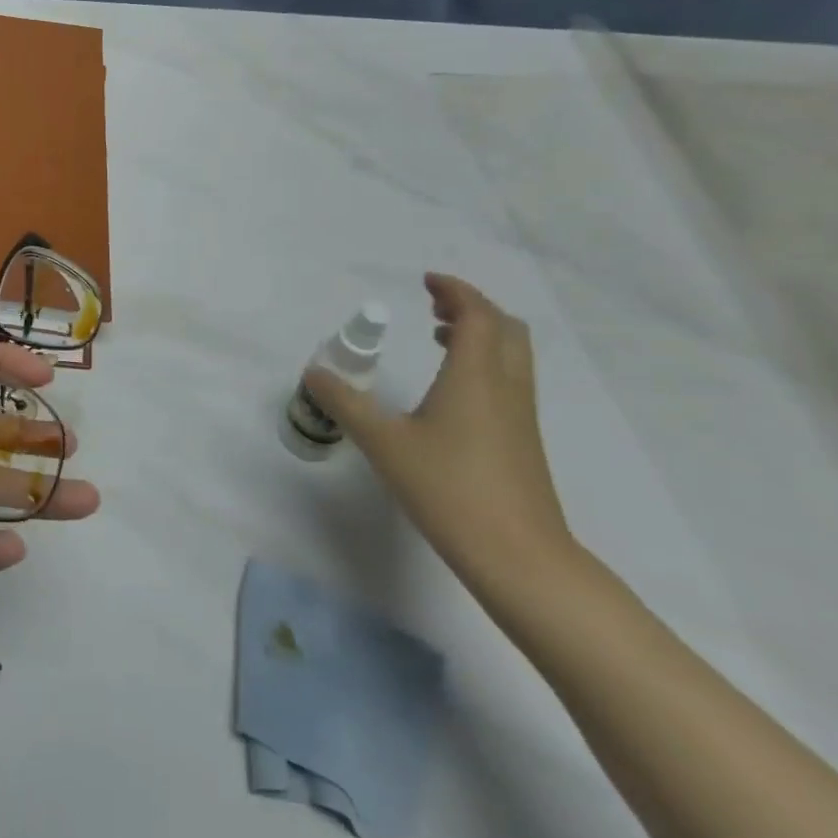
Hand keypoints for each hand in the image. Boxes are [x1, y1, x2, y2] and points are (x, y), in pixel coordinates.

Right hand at [308, 273, 573, 583]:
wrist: (518, 556)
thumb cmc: (449, 489)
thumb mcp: (384, 444)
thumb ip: (346, 405)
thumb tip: (314, 374)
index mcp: (475, 375)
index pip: (476, 313)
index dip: (455, 290)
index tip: (427, 281)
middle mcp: (505, 385)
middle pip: (504, 327)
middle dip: (471, 307)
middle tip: (435, 305)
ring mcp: (520, 414)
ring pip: (512, 353)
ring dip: (481, 334)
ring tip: (441, 337)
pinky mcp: (523, 439)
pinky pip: (510, 378)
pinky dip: (486, 362)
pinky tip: (453, 389)